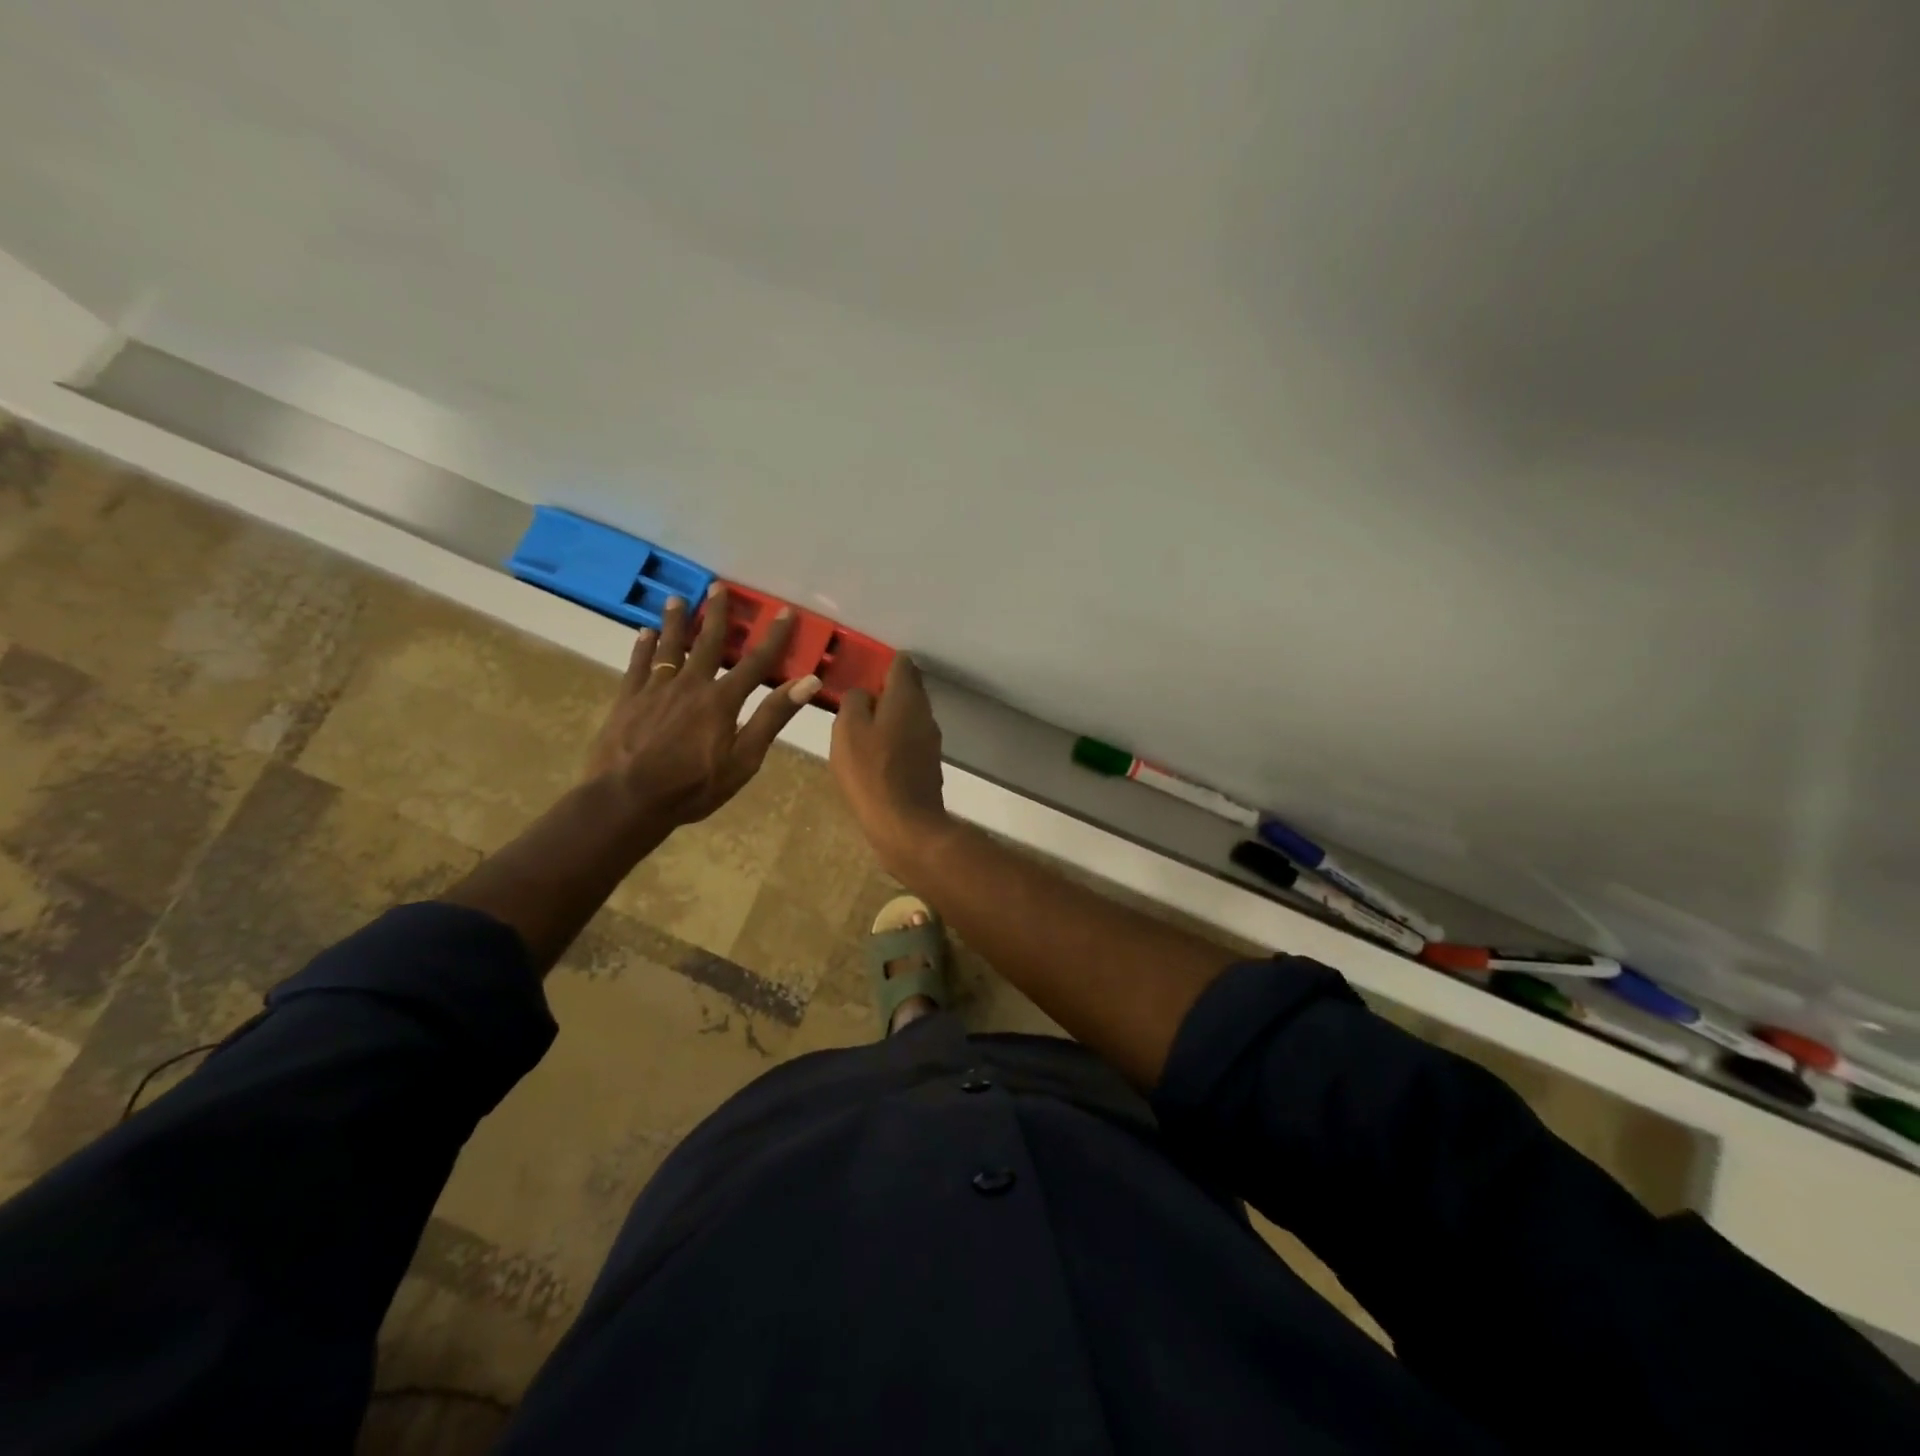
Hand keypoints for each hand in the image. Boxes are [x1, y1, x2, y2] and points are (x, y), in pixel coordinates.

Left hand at [586, 586, 820, 829]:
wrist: (627, 800)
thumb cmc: (693, 787)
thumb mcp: (744, 759)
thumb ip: (772, 717)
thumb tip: (808, 681)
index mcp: (722, 700)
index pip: (756, 662)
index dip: (773, 637)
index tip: (785, 611)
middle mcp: (690, 684)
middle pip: (707, 642)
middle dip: (717, 614)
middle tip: (719, 586)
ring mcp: (655, 690)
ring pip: (669, 647)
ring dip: (675, 622)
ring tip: (676, 599)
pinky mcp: (628, 700)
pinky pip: (638, 665)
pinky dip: (643, 647)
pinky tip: (644, 633)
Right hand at [830, 654, 952, 873]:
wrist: (905, 824)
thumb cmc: (871, 771)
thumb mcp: (848, 729)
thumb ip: (853, 702)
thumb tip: (863, 695)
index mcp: (906, 697)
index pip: (901, 663)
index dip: (882, 662)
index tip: (861, 669)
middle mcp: (924, 713)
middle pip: (908, 689)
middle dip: (885, 688)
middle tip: (856, 698)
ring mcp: (930, 740)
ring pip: (909, 715)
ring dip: (889, 716)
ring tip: (861, 726)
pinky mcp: (927, 764)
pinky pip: (909, 740)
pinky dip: (894, 739)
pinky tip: (875, 753)